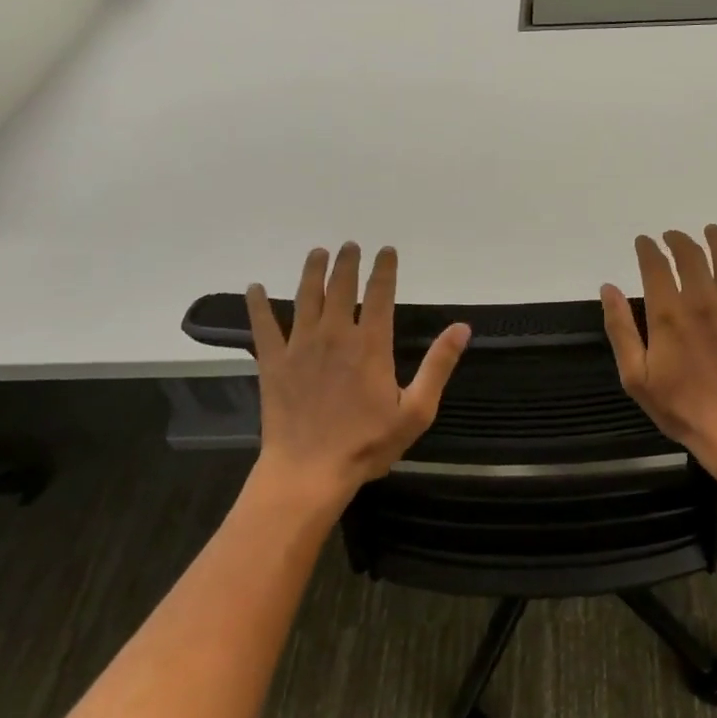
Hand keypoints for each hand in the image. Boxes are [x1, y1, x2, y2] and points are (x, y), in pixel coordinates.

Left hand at [244, 243, 470, 513]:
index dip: (384, 269)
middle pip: (340, 287)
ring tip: (317, 253)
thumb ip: (438, 365)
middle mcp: (334, 335)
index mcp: (370, 344)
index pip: (379, 294)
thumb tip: (462, 327)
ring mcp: (300, 346)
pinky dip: (257, 305)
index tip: (386, 251)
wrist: (309, 471)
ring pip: (305, 297)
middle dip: (347, 262)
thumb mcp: (416, 410)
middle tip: (350, 245)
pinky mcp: (273, 363)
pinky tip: (254, 288)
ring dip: (312, 271)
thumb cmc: (367, 444)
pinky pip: (263, 326)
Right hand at [600, 226, 716, 473]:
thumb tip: (608, 288)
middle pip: (690, 255)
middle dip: (678, 240)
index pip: (655, 266)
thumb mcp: (635, 376)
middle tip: (672, 237)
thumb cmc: (680, 407)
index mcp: (668, 313)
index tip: (644, 241)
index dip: (648, 249)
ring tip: (710, 231)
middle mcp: (702, 299)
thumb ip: (620, 329)